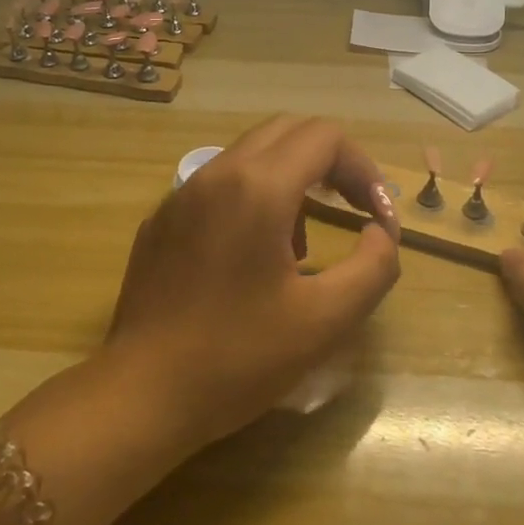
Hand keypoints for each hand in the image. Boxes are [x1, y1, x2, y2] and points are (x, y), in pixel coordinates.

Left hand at [105, 116, 401, 448]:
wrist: (142, 394)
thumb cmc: (238, 357)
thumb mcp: (326, 320)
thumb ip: (374, 266)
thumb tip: (380, 230)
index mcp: (257, 187)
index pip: (325, 136)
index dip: (364, 169)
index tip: (378, 219)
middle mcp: (217, 173)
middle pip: (288, 130)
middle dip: (331, 162)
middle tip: (353, 209)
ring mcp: (182, 193)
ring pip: (251, 153)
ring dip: (292, 179)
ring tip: (301, 246)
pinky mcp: (162, 218)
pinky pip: (219, 184)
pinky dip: (253, 196)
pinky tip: (251, 258)